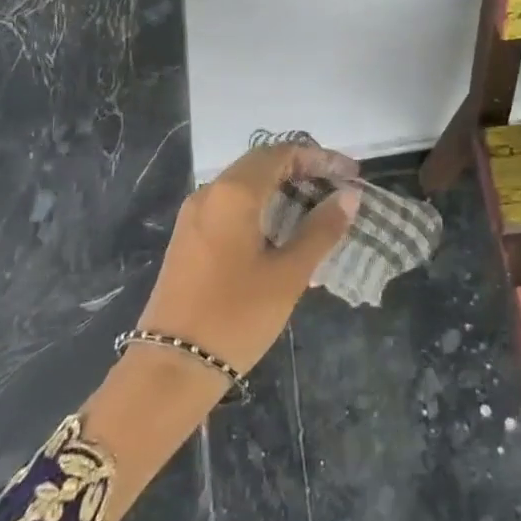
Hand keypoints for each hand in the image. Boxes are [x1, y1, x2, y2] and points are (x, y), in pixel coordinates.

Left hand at [86, 142, 360, 520]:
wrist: (170, 368)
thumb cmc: (235, 317)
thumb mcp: (288, 274)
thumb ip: (321, 230)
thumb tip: (349, 196)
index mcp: (234, 192)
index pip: (282, 153)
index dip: (320, 158)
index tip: (351, 175)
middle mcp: (210, 192)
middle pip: (262, 164)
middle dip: (302, 171)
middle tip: (337, 191)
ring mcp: (195, 215)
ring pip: (245, 185)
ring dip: (282, 190)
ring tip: (318, 214)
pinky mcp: (189, 237)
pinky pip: (231, 207)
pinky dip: (262, 209)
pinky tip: (284, 236)